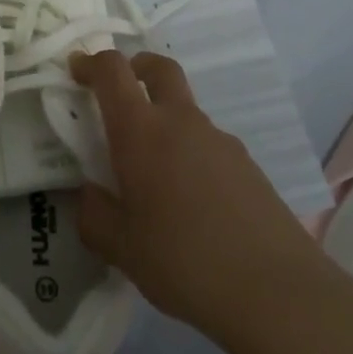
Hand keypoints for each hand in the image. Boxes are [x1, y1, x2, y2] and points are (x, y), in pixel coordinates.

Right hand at [72, 50, 327, 345]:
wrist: (276, 291)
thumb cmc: (183, 261)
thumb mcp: (121, 248)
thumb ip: (94, 215)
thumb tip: (89, 194)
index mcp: (141, 131)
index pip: (113, 71)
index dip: (91, 62)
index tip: (76, 71)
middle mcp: (181, 121)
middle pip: (159, 68)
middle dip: (136, 67)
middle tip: (119, 94)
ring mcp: (220, 140)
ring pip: (185, 109)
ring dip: (164, 119)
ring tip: (153, 173)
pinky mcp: (247, 164)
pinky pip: (207, 143)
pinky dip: (189, 152)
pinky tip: (190, 202)